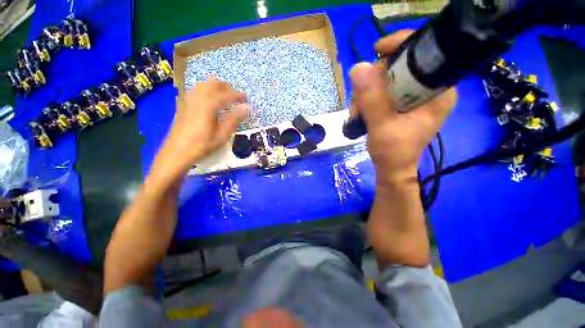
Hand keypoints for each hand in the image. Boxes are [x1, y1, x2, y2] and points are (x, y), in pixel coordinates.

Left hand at [153, 76, 248, 179]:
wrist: (176, 153)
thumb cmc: (202, 146)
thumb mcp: (222, 135)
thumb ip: (234, 119)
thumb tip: (247, 107)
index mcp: (207, 106)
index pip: (225, 95)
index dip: (237, 95)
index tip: (246, 97)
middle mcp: (197, 99)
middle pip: (211, 84)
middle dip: (225, 87)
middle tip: (235, 96)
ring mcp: (188, 101)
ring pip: (202, 85)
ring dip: (214, 87)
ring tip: (223, 95)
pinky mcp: (183, 106)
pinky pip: (195, 91)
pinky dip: (205, 91)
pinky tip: (208, 100)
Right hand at [349, 30, 456, 186]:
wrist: (391, 167)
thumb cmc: (394, 152)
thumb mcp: (382, 126)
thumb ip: (372, 99)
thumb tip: (358, 68)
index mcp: (438, 91)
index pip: (424, 54)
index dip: (400, 47)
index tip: (377, 50)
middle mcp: (429, 89)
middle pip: (399, 66)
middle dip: (373, 80)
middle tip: (359, 100)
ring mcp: (414, 96)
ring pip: (386, 79)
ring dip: (366, 92)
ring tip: (357, 112)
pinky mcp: (401, 103)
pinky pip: (381, 90)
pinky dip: (367, 98)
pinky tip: (360, 111)